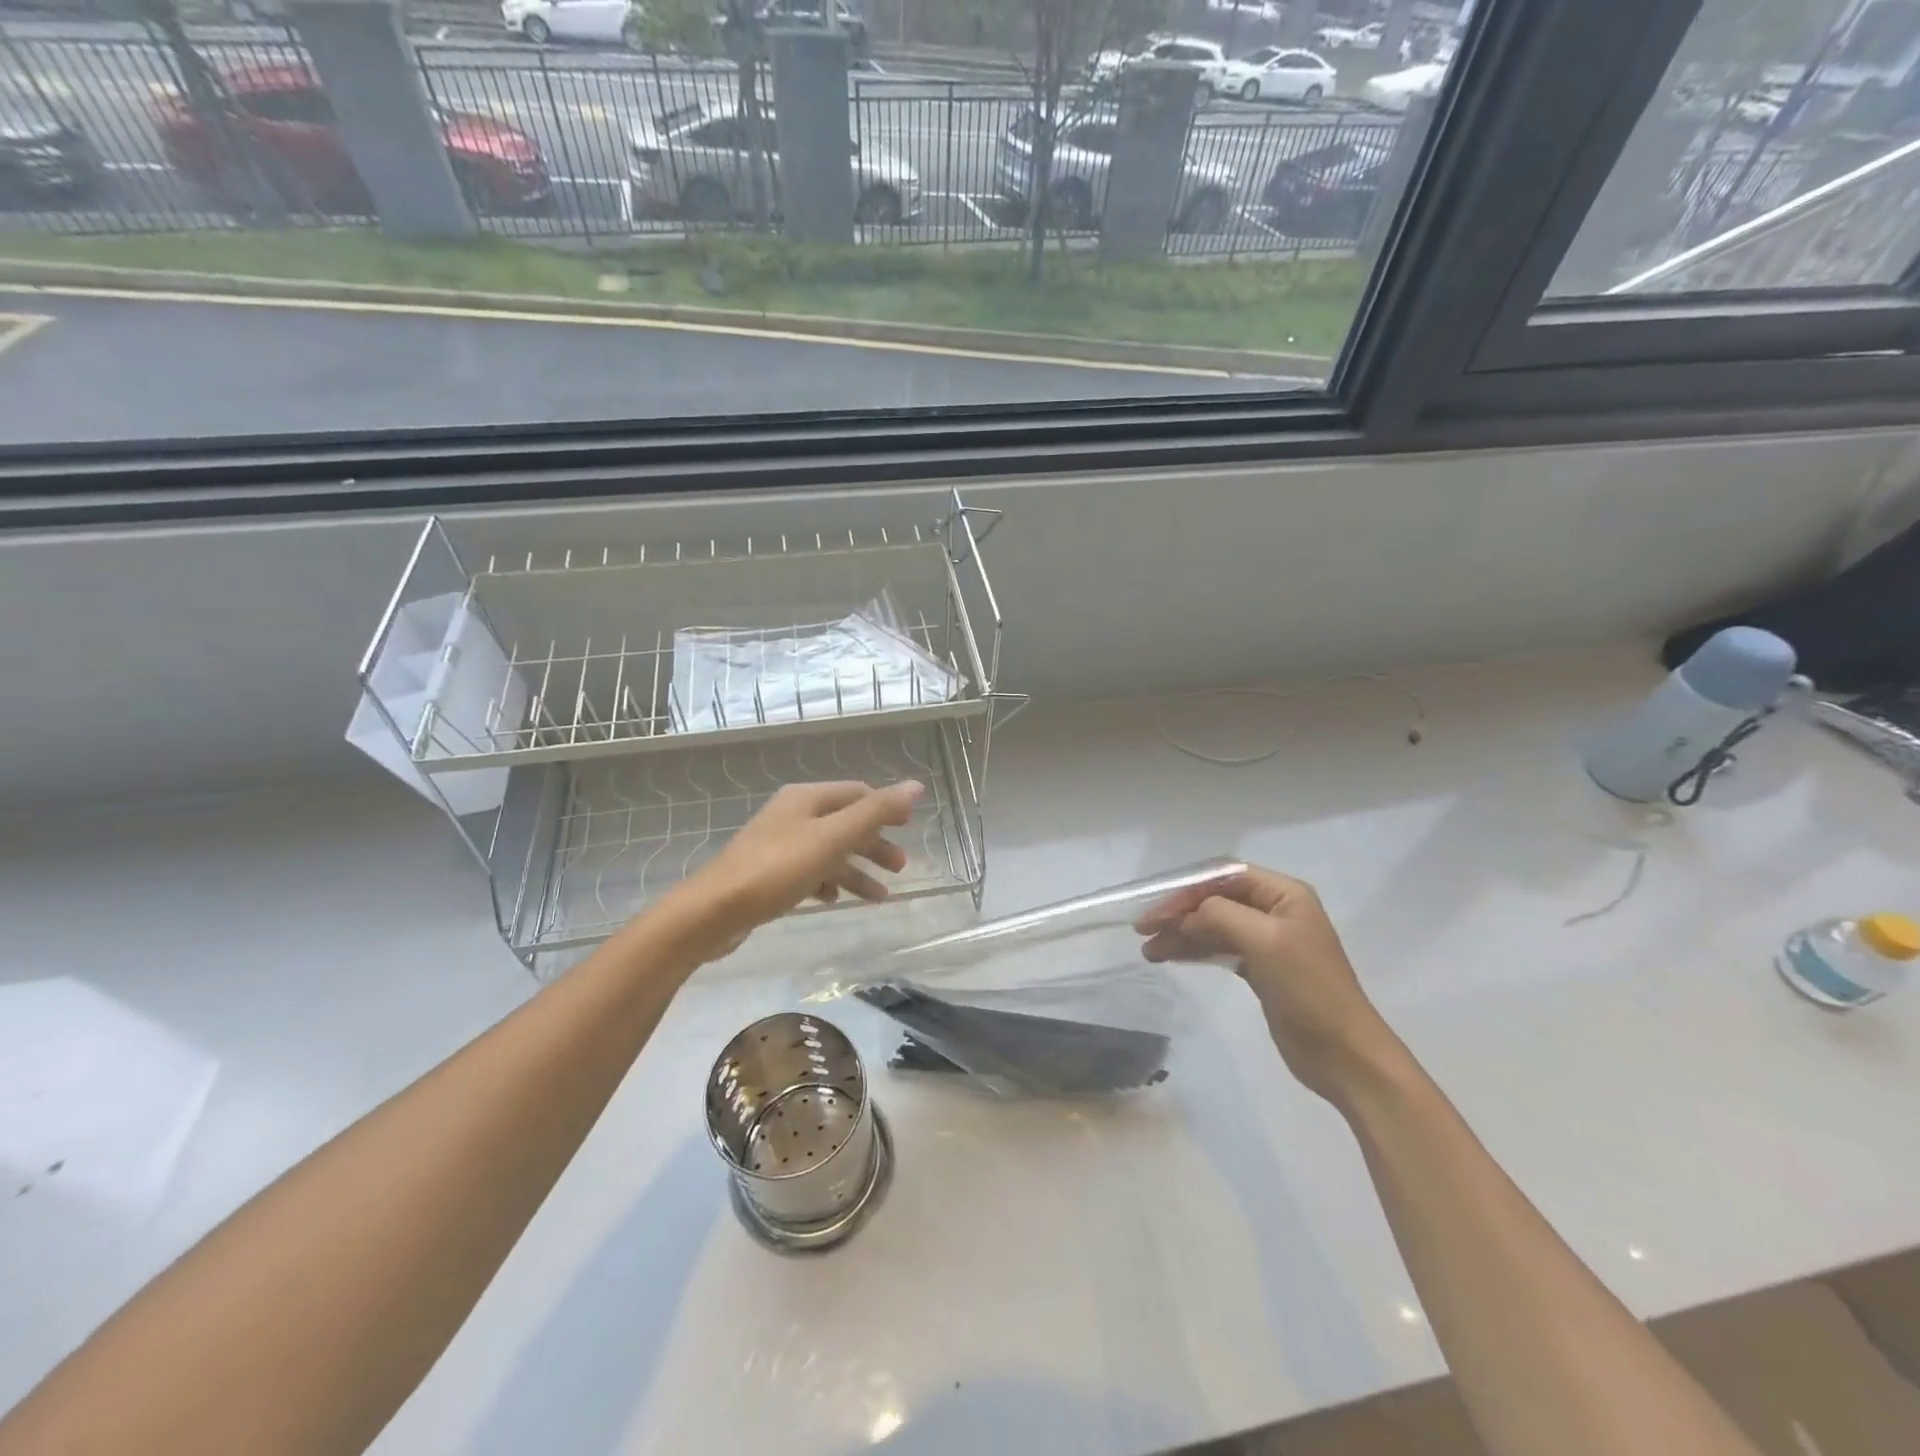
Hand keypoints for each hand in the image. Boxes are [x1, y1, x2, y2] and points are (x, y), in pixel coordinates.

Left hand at [669, 779, 923, 958]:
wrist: (714, 911)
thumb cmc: (778, 869)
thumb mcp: (833, 838)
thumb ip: (876, 812)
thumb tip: (915, 786)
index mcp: (807, 798)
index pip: (857, 794)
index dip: (886, 808)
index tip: (910, 828)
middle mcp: (793, 814)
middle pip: (845, 823)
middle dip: (875, 844)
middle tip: (900, 867)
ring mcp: (779, 844)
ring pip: (829, 851)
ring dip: (856, 870)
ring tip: (880, 896)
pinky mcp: (769, 873)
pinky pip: (809, 872)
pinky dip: (830, 883)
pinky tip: (836, 901)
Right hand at [1135, 867, 1394, 1103]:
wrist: (1344, 1055)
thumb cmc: (1308, 989)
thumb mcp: (1264, 942)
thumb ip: (1220, 916)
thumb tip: (1184, 916)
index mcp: (1284, 894)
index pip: (1224, 877)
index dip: (1187, 889)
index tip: (1156, 910)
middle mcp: (1275, 911)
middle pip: (1215, 900)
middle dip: (1179, 912)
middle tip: (1143, 930)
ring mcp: (1268, 941)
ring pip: (1214, 926)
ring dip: (1181, 934)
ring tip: (1149, 950)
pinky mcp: (1261, 969)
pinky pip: (1219, 949)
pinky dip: (1194, 950)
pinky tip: (1170, 956)